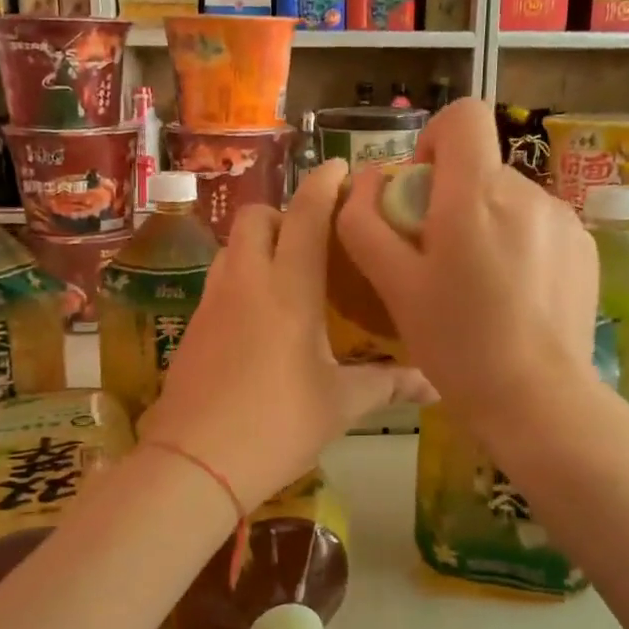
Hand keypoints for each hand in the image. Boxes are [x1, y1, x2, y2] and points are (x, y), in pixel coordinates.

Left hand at [138, 159, 432, 510]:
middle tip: (314, 236)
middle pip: (258, 217)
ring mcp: (213, 301)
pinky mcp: (193, 325)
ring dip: (259, 243)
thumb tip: (435, 384)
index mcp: (290, 289)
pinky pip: (219, 279)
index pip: (307, 215)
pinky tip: (259, 314)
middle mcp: (248, 281)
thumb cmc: (278, 425)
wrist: (195, 462)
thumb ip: (388, 384)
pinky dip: (241, 276)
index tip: (340, 166)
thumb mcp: (341, 404)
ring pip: (233, 246)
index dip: (324, 183)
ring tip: (287, 271)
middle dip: (285, 212)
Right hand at [334, 98, 597, 423]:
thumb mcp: (394, 287)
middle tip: (439, 260)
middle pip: (480, 167)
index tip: (420, 191)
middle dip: (452, 198)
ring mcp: (564, 219)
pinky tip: (514, 295)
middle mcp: (528, 193)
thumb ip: (366, 224)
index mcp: (477, 195)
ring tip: (479, 285)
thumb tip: (363, 181)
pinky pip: (539, 225)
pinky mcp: (585, 247)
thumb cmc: (457, 344)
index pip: (463, 117)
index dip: (434, 140)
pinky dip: (518, 243)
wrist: (539, 400)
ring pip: (509, 199)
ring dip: (486, 223)